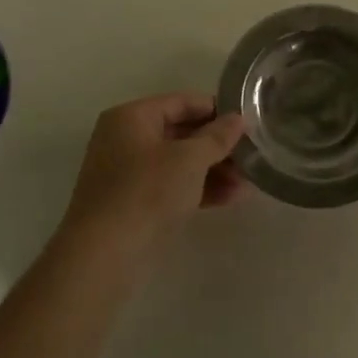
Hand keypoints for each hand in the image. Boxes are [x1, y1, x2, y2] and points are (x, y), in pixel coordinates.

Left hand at [58, 93, 246, 258]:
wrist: (104, 254)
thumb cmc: (146, 192)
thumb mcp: (189, 159)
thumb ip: (217, 137)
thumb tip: (238, 119)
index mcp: (131, 117)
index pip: (181, 102)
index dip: (216, 109)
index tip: (247, 122)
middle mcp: (126, 139)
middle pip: (181, 133)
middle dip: (218, 146)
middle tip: (252, 155)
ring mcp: (128, 174)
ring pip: (179, 163)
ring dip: (214, 170)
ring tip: (248, 182)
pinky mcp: (134, 204)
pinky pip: (172, 187)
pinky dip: (199, 189)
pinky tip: (232, 198)